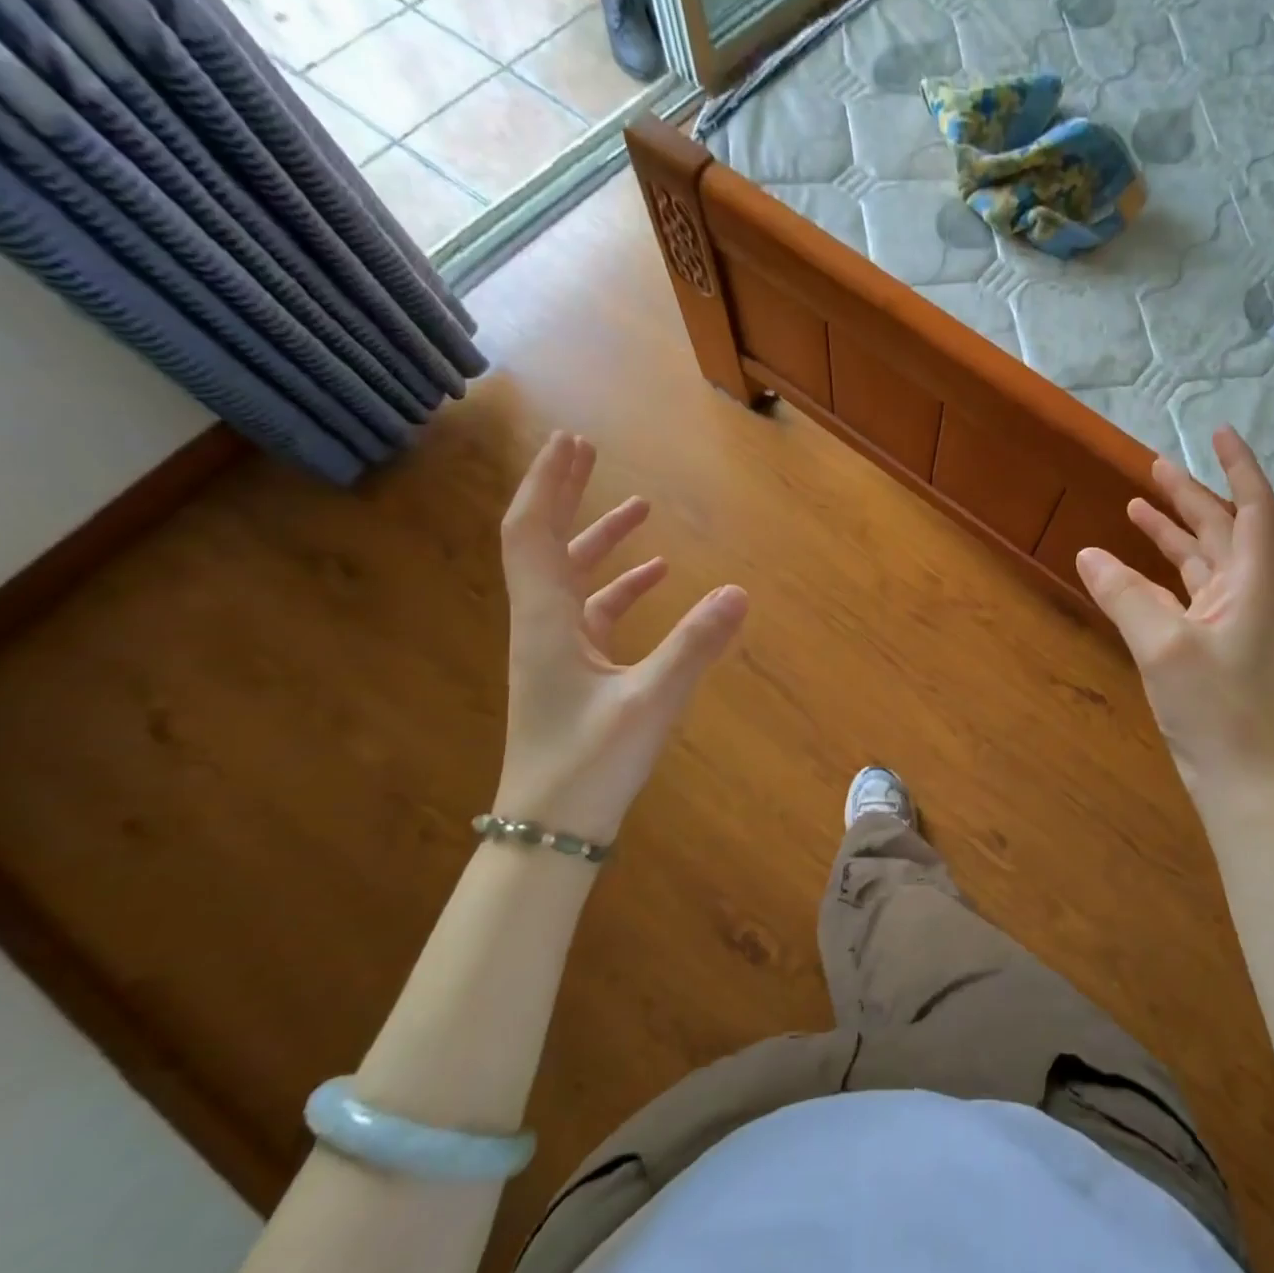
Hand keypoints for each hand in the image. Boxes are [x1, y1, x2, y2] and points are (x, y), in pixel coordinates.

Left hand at [491, 432, 747, 843]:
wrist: (552, 831)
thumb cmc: (591, 764)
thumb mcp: (651, 701)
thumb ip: (696, 644)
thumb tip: (740, 591)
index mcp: (546, 621)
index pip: (533, 533)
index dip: (550, 483)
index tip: (571, 441)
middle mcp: (542, 625)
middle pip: (544, 543)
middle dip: (568, 494)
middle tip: (589, 450)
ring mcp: (555, 650)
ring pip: (572, 577)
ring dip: (599, 539)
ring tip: (640, 509)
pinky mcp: (572, 672)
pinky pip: (594, 612)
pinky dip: (620, 587)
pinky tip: (656, 578)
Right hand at [1076, 426, 1273, 786]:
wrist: (1237, 775)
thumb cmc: (1213, 708)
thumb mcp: (1163, 645)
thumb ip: (1125, 595)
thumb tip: (1088, 553)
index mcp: (1250, 583)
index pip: (1253, 507)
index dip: (1238, 466)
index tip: (1218, 432)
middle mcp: (1243, 593)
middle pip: (1220, 528)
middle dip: (1190, 495)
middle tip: (1154, 465)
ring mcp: (1226, 619)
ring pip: (1199, 559)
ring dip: (1172, 530)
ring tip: (1135, 504)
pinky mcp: (1208, 643)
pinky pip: (1182, 591)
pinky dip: (1157, 572)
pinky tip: (1129, 567)